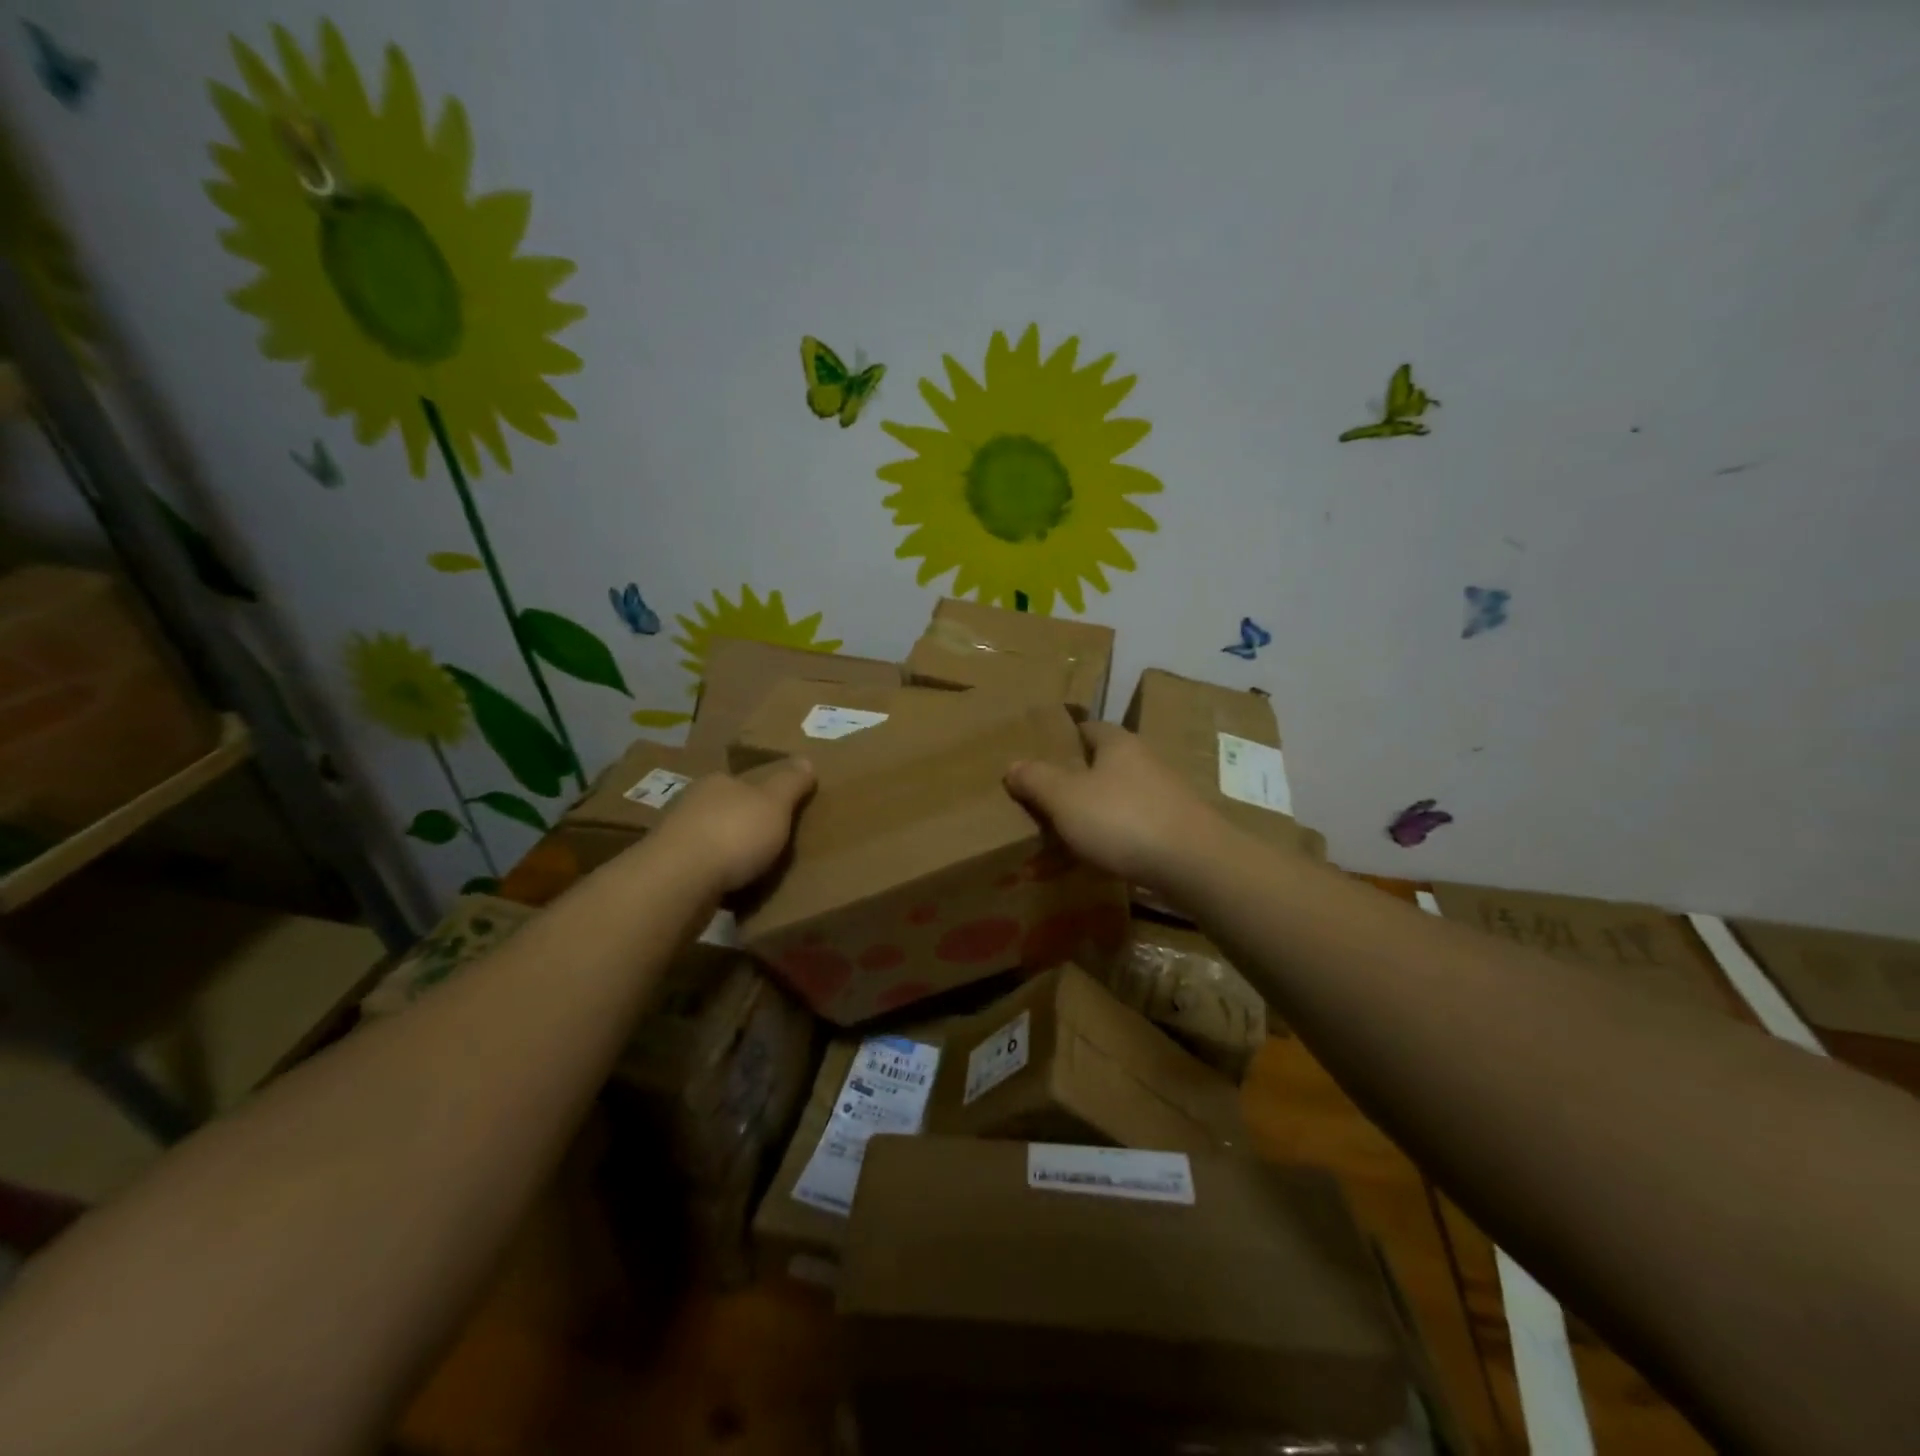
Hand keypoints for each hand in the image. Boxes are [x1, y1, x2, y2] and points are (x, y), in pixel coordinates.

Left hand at [654, 759, 815, 891]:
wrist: (678, 881)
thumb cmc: (733, 833)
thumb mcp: (775, 803)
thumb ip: (791, 783)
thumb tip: (806, 759)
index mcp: (716, 782)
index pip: (742, 783)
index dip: (762, 796)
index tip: (779, 814)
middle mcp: (690, 804)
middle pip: (724, 811)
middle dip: (743, 826)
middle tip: (770, 845)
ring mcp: (674, 840)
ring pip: (709, 841)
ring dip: (727, 854)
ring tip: (753, 872)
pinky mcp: (667, 873)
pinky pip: (700, 871)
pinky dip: (715, 878)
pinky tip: (730, 891)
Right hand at [1005, 723, 1221, 888]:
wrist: (1195, 865)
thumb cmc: (1122, 820)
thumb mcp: (1065, 798)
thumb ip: (1036, 780)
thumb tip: (1012, 765)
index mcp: (1118, 743)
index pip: (1087, 728)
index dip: (1062, 740)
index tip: (1039, 757)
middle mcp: (1145, 761)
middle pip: (1103, 764)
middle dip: (1076, 780)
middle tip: (1045, 801)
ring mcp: (1165, 796)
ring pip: (1118, 798)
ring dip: (1095, 813)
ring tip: (1065, 835)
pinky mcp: (1175, 829)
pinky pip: (1134, 828)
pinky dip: (1114, 839)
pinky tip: (1099, 859)